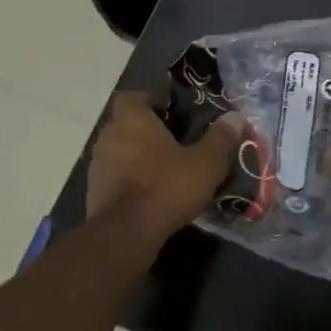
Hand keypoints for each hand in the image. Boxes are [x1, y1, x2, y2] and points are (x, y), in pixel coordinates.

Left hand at [87, 92, 242, 245]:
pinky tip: (152, 195)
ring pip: (120, 151)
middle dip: (148, 131)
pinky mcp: (94, 192)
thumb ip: (221, 138)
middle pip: (126, 124)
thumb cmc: (166, 187)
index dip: (152, 101)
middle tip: (176, 143)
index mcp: (131, 119)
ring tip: (166, 171)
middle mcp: (108, 135)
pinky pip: (115, 177)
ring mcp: (97, 165)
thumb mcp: (205, 163)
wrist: (125, 234)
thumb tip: (236, 117)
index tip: (173, 114)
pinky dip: (130, 181)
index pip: (133, 96)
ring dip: (138, 158)